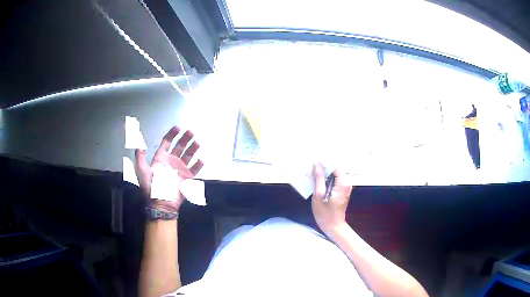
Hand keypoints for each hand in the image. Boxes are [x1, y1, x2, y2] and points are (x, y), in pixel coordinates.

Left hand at [135, 126, 203, 210]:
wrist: (161, 204)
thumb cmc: (151, 187)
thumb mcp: (142, 171)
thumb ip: (140, 157)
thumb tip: (138, 143)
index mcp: (161, 158)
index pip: (167, 143)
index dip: (172, 134)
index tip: (178, 127)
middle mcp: (171, 162)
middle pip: (180, 146)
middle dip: (185, 138)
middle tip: (191, 132)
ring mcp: (180, 169)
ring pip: (188, 155)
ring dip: (193, 148)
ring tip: (197, 142)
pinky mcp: (187, 178)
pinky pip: (195, 169)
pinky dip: (198, 165)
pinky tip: (201, 159)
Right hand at [311, 164, 352, 233]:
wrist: (333, 226)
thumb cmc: (325, 212)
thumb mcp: (319, 195)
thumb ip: (319, 178)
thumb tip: (317, 164)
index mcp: (343, 182)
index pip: (334, 166)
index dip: (323, 164)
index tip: (313, 163)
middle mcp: (347, 183)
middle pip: (334, 170)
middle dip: (323, 169)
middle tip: (310, 169)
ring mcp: (345, 188)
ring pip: (333, 176)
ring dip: (323, 175)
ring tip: (312, 175)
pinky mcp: (342, 192)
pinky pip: (334, 182)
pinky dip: (326, 181)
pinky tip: (317, 184)